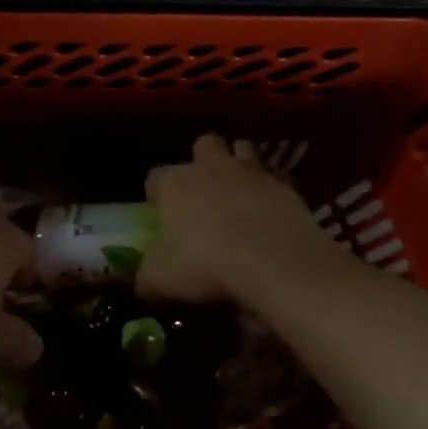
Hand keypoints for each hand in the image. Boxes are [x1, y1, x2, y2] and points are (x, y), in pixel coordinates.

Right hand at [138, 135, 344, 309]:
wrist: (274, 262)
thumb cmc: (205, 264)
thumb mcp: (161, 279)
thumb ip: (147, 277)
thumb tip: (142, 283)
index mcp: (174, 184)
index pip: (155, 177)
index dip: (156, 193)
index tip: (161, 213)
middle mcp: (210, 168)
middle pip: (204, 145)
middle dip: (202, 161)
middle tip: (204, 191)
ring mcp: (251, 173)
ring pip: (242, 149)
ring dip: (239, 163)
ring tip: (239, 191)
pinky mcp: (285, 186)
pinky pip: (275, 178)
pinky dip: (271, 191)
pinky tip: (271, 213)